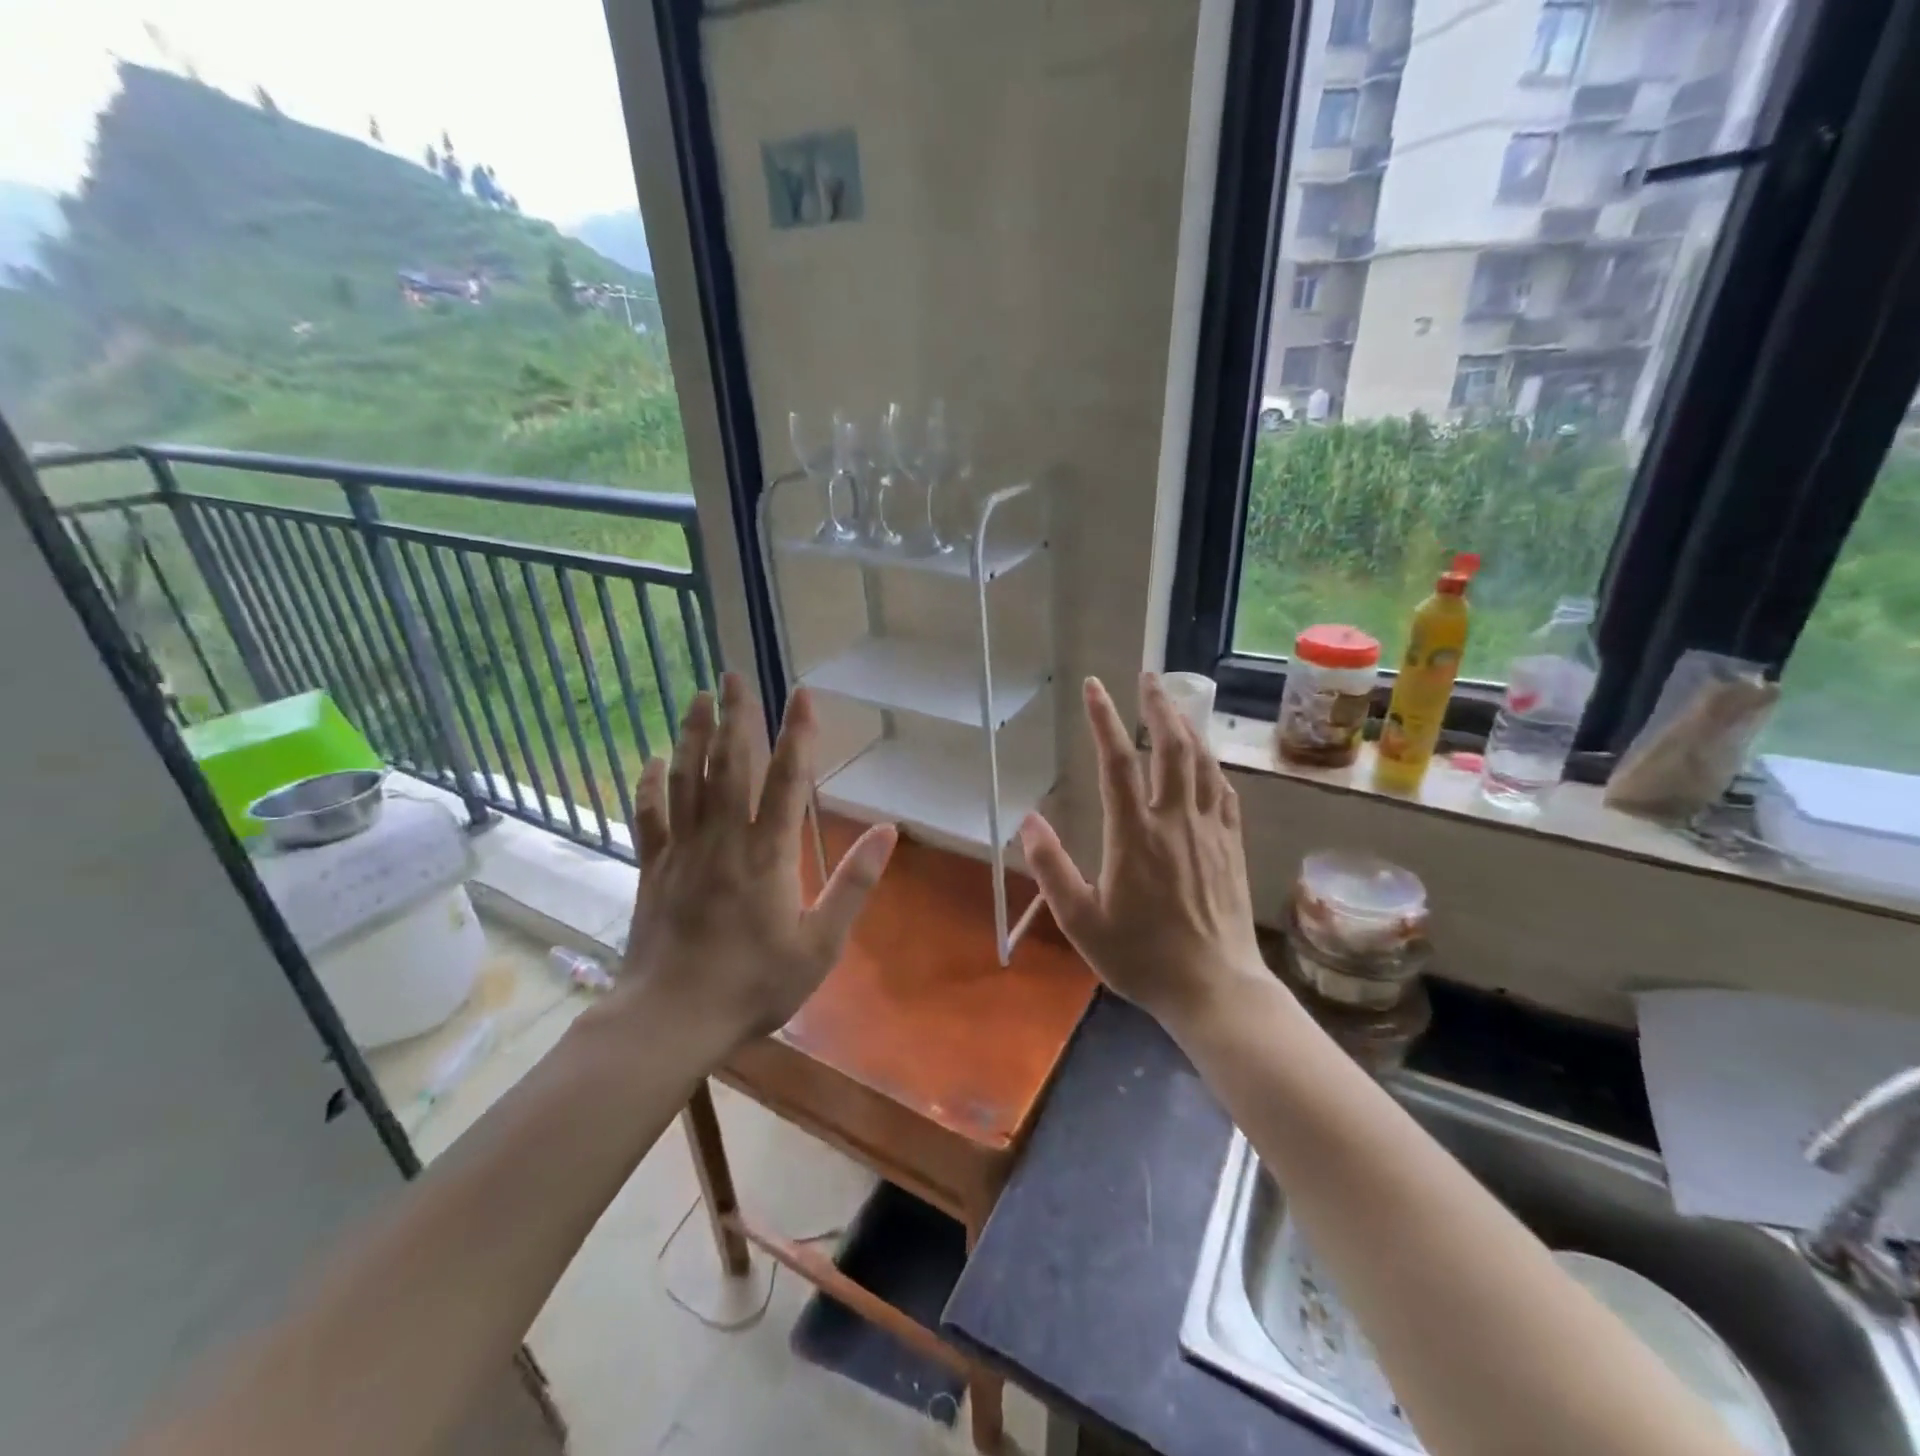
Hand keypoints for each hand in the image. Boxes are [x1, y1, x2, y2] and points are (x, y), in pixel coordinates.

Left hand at [618, 672, 896, 1051]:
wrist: (671, 1019)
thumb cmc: (754, 984)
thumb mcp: (821, 944)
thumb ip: (854, 884)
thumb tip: (886, 831)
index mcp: (768, 854)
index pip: (787, 780)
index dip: (797, 734)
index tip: (802, 693)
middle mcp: (723, 839)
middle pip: (729, 764)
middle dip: (735, 716)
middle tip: (733, 673)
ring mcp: (682, 850)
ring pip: (686, 779)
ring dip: (692, 734)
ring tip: (697, 697)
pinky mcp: (653, 868)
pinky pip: (649, 815)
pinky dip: (649, 783)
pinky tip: (651, 759)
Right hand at [1020, 674, 1266, 1031]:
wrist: (1214, 988)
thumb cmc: (1142, 957)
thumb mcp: (1081, 922)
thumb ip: (1051, 869)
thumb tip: (1026, 821)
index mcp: (1134, 834)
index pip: (1117, 762)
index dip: (1103, 719)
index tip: (1093, 687)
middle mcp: (1175, 820)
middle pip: (1170, 747)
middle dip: (1157, 706)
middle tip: (1147, 676)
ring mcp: (1209, 830)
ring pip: (1201, 762)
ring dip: (1187, 725)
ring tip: (1175, 702)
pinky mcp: (1231, 845)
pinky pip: (1223, 790)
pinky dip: (1211, 764)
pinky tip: (1205, 759)